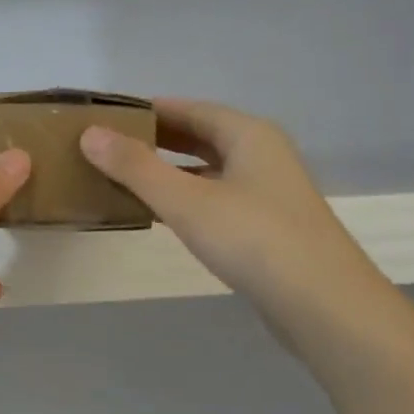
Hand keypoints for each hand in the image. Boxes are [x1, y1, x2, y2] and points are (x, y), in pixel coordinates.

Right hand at [80, 100, 380, 350]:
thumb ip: (136, 167)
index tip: (109, 117)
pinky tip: (164, 215)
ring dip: (173, 172)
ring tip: (128, 179)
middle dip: (159, 140)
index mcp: (249, 134)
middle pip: (203, 137)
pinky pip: (219, 199)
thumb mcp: (187, 201)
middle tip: (111, 147)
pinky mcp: (269, 227)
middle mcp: (263, 155)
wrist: (323, 305)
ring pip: (212, 171)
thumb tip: (90, 134)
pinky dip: (189, 200)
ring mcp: (270, 193)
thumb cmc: (253, 240)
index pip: (190, 108)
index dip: (149, 110)